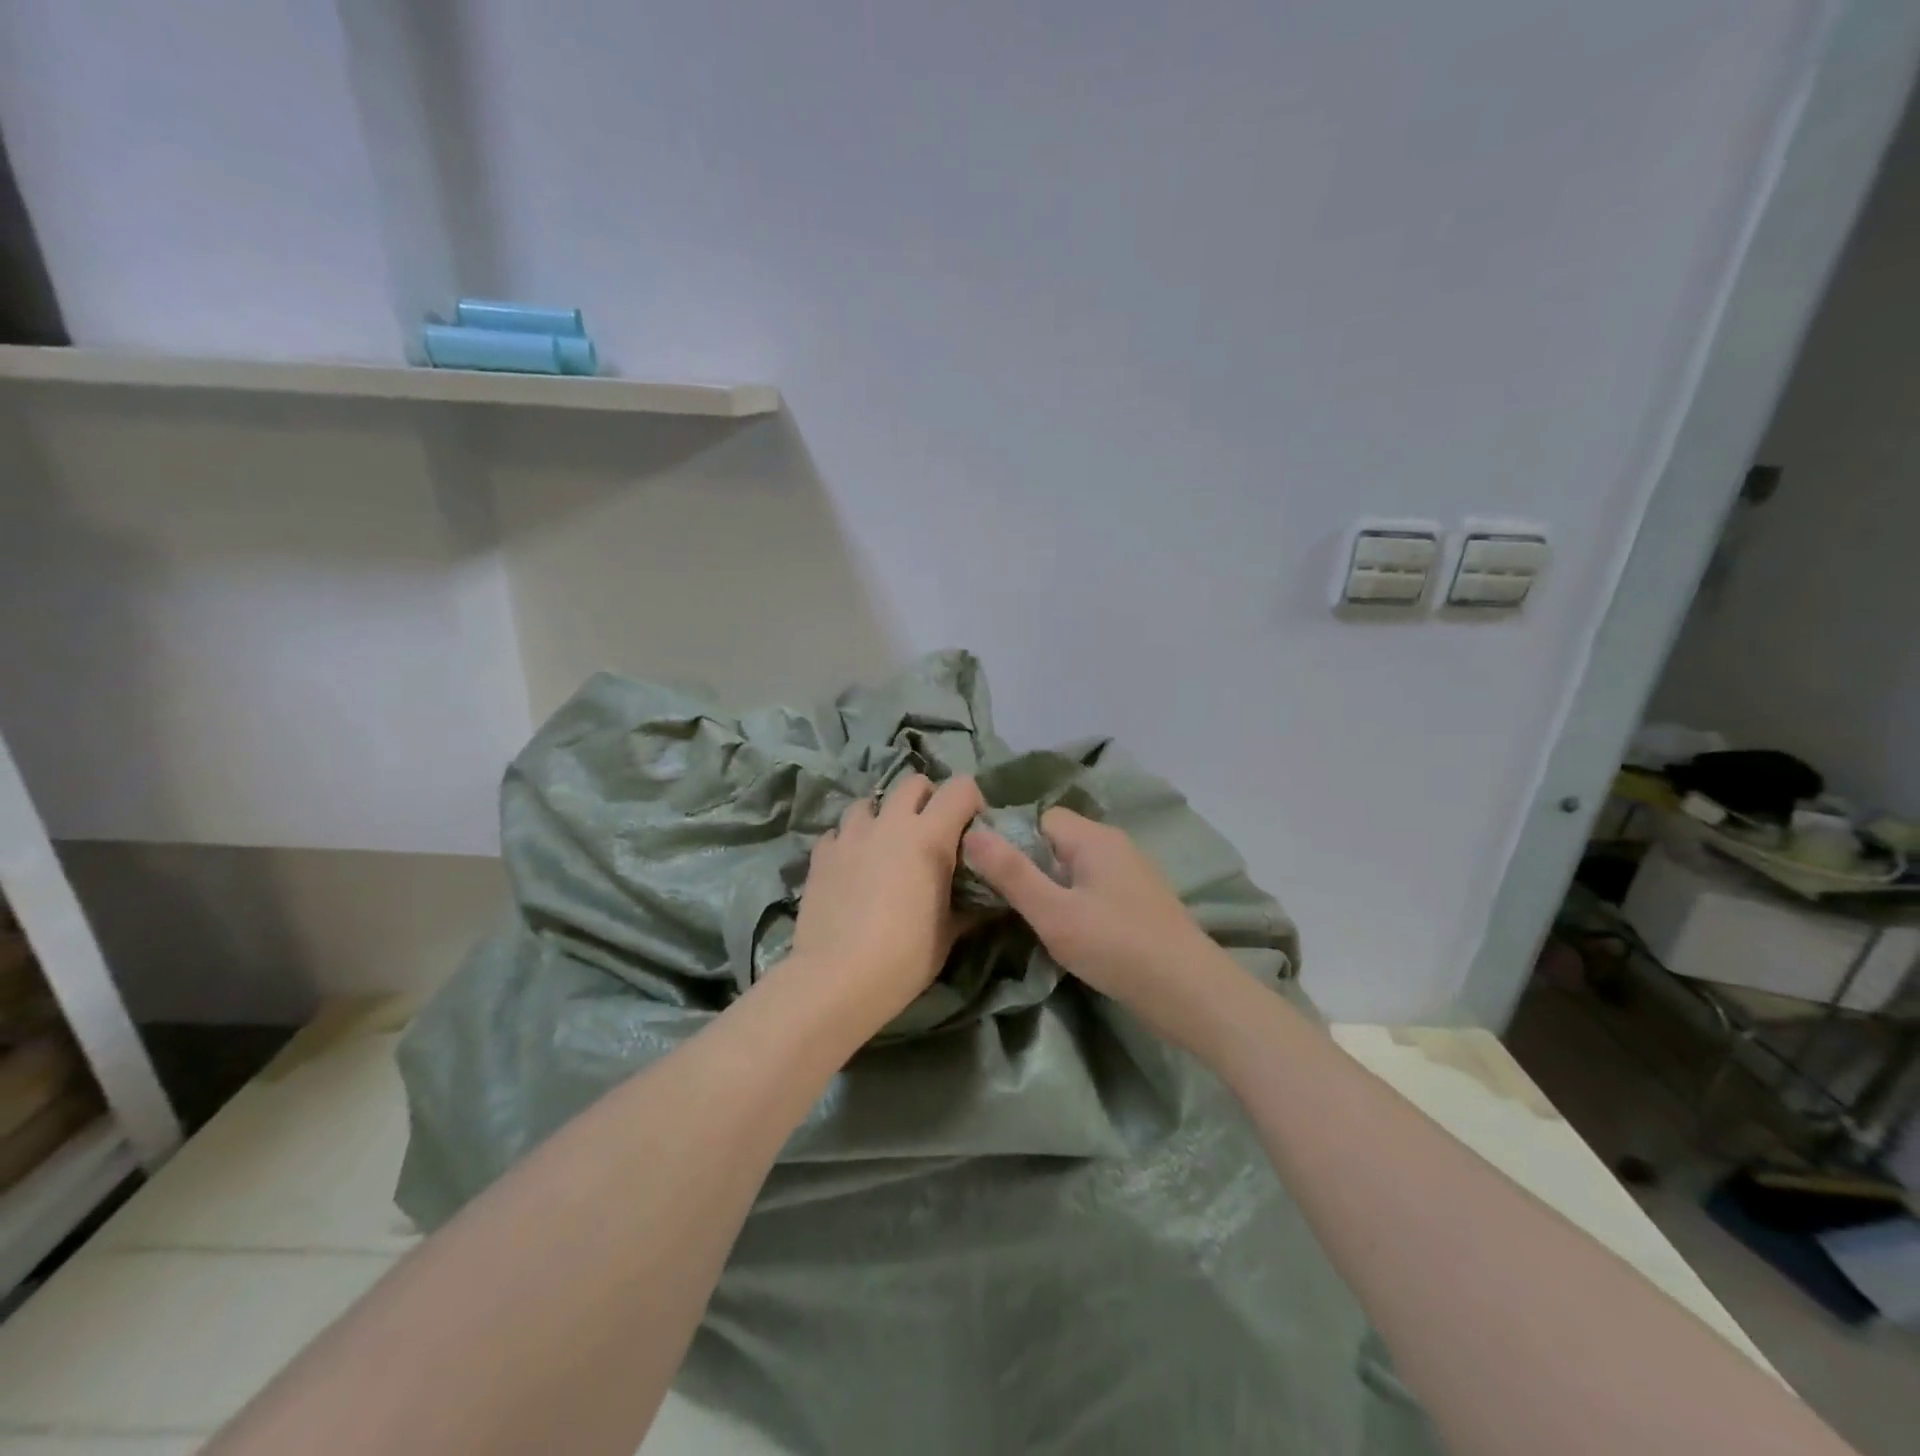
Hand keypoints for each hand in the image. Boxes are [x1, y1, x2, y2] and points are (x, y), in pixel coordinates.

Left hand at [788, 773, 984, 1026]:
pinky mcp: (821, 854)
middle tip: (929, 833)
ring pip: (869, 802)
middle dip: (926, 799)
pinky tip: (852, 866)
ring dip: (882, 816)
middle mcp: (890, 823)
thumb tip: (985, 900)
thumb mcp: (949, 933)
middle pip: (913, 783)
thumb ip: (968, 905)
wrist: (838, 979)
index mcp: (929, 836)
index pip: (960, 788)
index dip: (971, 801)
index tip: (972, 829)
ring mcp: (850, 836)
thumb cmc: (905, 957)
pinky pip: (838, 832)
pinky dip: (849, 841)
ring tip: (885, 846)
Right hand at [964, 808, 1231, 1048]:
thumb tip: (971, 833)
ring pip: (1076, 867)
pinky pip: (1095, 887)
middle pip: (1057, 841)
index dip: (1012, 840)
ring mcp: (1132, 873)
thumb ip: (1011, 873)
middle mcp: (1114, 844)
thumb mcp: (1053, 913)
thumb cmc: (1116, 947)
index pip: (1039, 818)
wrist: (1191, 993)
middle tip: (1007, 903)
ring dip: (1053, 888)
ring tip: (1035, 921)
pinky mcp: (1140, 901)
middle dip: (1030, 867)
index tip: (991, 875)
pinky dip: (1077, 903)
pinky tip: (1071, 933)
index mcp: (1093, 837)